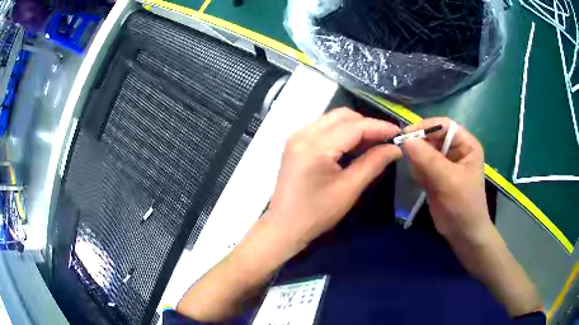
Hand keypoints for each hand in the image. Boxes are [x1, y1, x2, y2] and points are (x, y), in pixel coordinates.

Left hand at [177, 108, 401, 320]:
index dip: (379, 127)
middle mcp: (303, 133)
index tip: (398, 132)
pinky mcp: (295, 143)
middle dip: (367, 124)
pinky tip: (353, 145)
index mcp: (315, 146)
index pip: (354, 126)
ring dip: (355, 126)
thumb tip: (395, 148)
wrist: (284, 226)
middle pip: (342, 116)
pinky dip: (341, 132)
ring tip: (373, 142)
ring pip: (333, 119)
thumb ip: (373, 163)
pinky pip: (323, 127)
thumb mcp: (349, 189)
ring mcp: (297, 136)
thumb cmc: (316, 214)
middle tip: (385, 140)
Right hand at [404, 118, 540, 315]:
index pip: (444, 125)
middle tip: (415, 165)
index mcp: (466, 145)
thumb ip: (428, 160)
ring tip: (426, 181)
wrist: (462, 234)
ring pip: (422, 151)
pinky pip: (420, 166)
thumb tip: (406, 140)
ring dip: (419, 164)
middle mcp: (455, 150)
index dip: (426, 126)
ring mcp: (444, 163)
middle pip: (431, 137)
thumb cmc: (464, 206)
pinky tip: (425, 186)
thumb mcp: (449, 181)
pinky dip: (418, 174)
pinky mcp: (435, 175)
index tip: (406, 136)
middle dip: (421, 149)